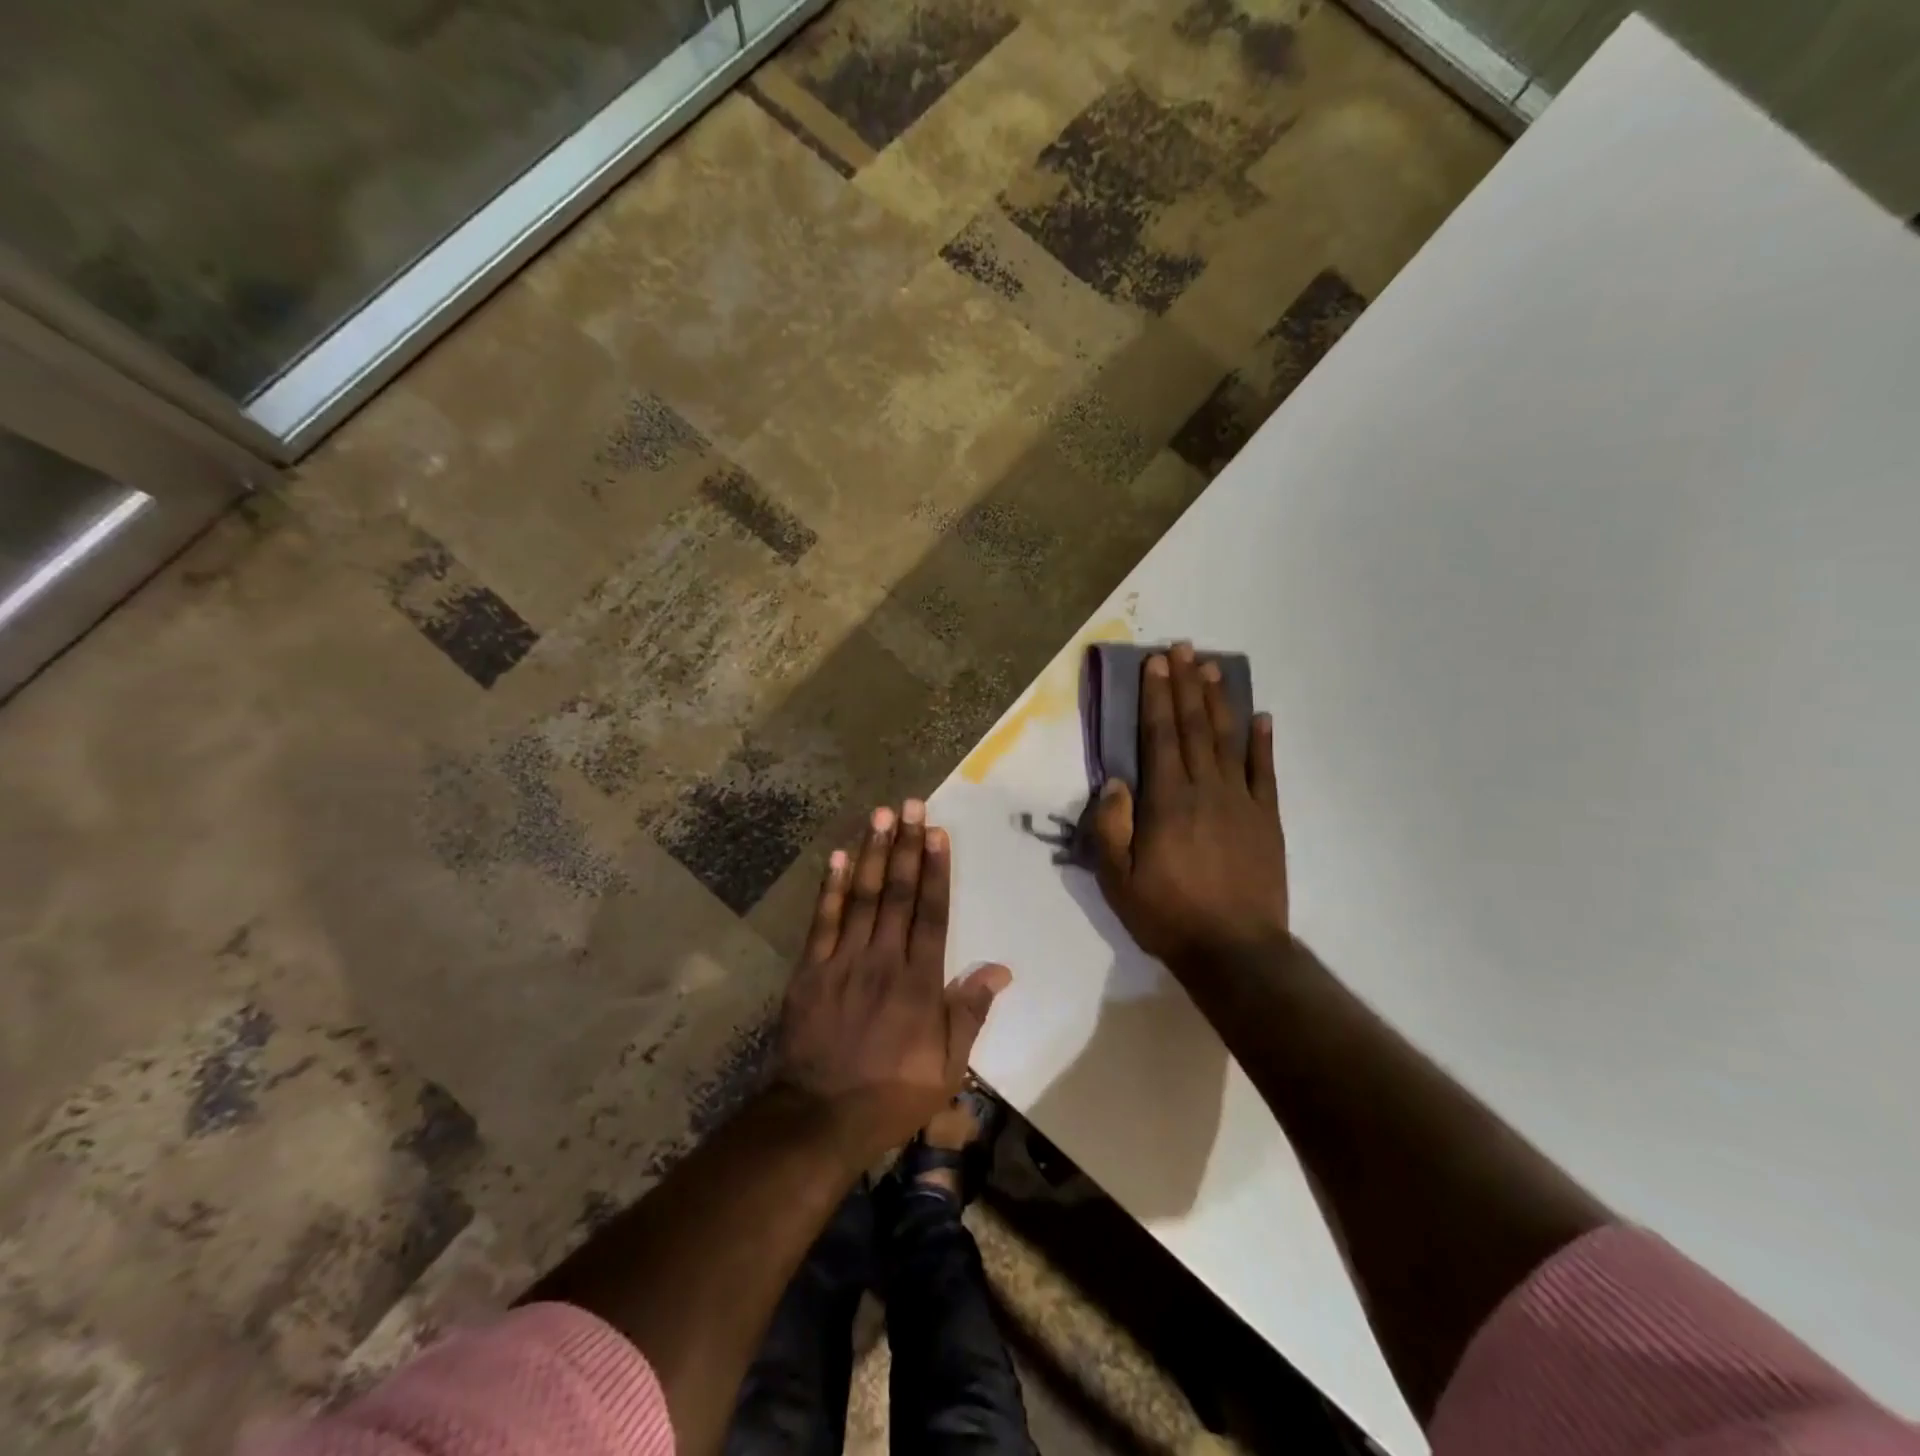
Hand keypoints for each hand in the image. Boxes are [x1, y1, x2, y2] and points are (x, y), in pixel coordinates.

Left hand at [774, 801, 1010, 1161]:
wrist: (820, 1118)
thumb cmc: (892, 1094)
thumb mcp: (948, 1067)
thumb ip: (971, 1013)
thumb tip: (1001, 969)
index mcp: (919, 982)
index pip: (932, 913)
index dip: (936, 870)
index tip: (938, 832)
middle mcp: (883, 960)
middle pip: (896, 894)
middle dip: (905, 846)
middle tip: (910, 805)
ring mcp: (843, 962)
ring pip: (860, 897)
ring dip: (871, 853)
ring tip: (880, 815)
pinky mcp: (810, 970)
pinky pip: (822, 921)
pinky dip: (830, 887)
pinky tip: (837, 857)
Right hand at [1090, 643, 1288, 974]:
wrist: (1236, 951)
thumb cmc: (1168, 915)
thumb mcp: (1118, 879)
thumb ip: (1111, 826)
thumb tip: (1115, 781)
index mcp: (1168, 801)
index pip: (1160, 736)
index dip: (1156, 697)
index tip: (1156, 663)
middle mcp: (1206, 790)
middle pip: (1194, 727)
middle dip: (1185, 684)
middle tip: (1182, 648)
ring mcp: (1242, 802)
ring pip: (1229, 740)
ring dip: (1220, 701)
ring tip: (1212, 667)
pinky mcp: (1267, 820)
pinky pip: (1265, 772)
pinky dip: (1263, 743)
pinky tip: (1262, 717)